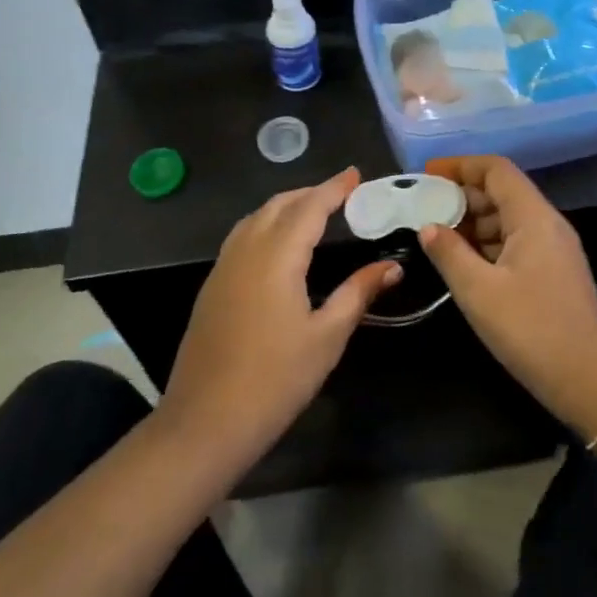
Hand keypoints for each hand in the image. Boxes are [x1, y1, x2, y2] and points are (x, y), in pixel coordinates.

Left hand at [158, 169, 401, 467]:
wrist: (205, 423)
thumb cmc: (275, 380)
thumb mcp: (327, 337)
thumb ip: (358, 293)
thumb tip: (392, 267)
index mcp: (277, 257)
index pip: (309, 208)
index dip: (334, 188)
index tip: (355, 174)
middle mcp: (246, 251)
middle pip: (278, 205)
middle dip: (310, 193)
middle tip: (341, 193)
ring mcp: (223, 268)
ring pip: (255, 218)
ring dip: (285, 206)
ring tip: (313, 211)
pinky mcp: (211, 288)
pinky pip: (241, 237)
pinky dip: (265, 224)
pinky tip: (278, 244)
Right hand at [419, 156, 596, 438]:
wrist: (588, 379)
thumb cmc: (531, 329)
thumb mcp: (478, 291)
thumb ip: (449, 253)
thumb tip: (428, 226)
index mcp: (534, 217)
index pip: (496, 169)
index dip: (461, 165)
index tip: (428, 174)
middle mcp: (548, 223)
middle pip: (503, 191)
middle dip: (463, 195)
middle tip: (426, 208)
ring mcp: (554, 248)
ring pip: (509, 218)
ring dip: (474, 221)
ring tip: (438, 236)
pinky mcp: (554, 272)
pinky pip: (517, 241)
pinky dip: (488, 243)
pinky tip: (465, 262)